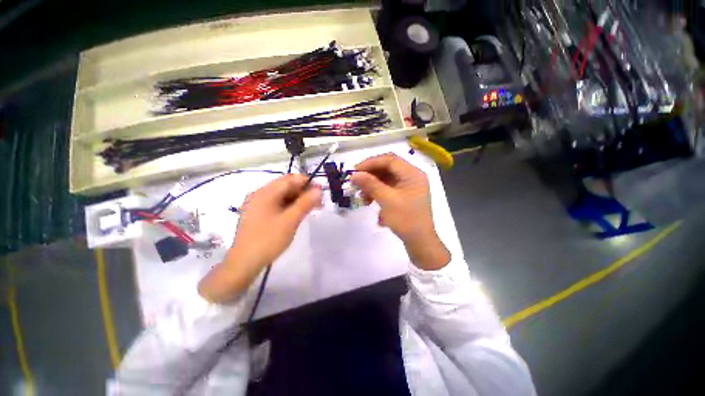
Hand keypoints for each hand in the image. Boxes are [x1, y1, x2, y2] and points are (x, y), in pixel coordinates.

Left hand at [198, 174, 321, 302]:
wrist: (244, 263)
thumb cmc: (268, 240)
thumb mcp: (290, 221)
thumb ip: (305, 203)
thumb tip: (318, 189)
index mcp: (265, 192)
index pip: (290, 179)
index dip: (307, 182)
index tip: (320, 191)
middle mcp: (260, 194)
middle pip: (286, 186)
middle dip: (303, 191)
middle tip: (318, 202)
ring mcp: (258, 204)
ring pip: (282, 195)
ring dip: (297, 199)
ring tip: (311, 208)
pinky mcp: (258, 214)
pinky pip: (277, 204)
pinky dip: (289, 206)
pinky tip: (297, 213)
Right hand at [351, 154, 449, 269]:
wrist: (420, 243)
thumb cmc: (406, 220)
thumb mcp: (387, 200)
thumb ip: (370, 184)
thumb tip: (354, 174)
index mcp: (412, 174)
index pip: (389, 160)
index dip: (370, 163)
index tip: (355, 171)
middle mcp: (412, 177)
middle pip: (387, 169)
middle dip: (370, 176)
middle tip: (356, 183)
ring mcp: (408, 187)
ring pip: (386, 179)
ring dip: (372, 186)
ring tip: (362, 198)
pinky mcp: (404, 196)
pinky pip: (388, 189)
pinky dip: (378, 193)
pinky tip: (370, 203)